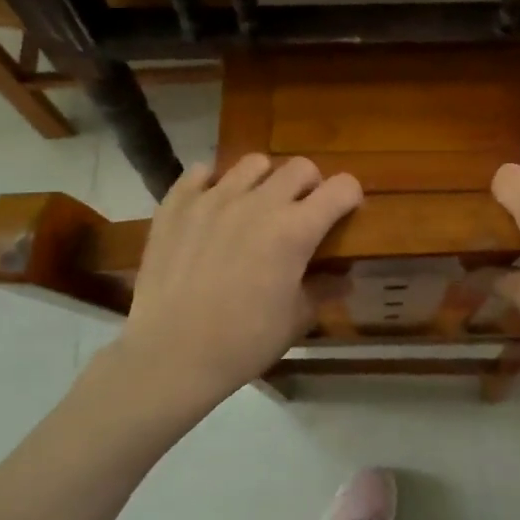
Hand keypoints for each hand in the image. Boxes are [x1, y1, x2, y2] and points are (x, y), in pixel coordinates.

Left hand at [107, 155, 362, 412]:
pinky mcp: (177, 204)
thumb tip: (345, 278)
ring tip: (256, 206)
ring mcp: (214, 198)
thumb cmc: (243, 343)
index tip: (345, 212)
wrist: (169, 356)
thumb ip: (324, 290)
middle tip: (301, 213)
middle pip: (301, 167)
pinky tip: (213, 208)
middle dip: (310, 186)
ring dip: (265, 181)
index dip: (350, 197)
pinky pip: (201, 172)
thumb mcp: (296, 320)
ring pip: (254, 163)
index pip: (341, 188)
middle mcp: (259, 202)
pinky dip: (213, 184)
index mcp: (295, 230)